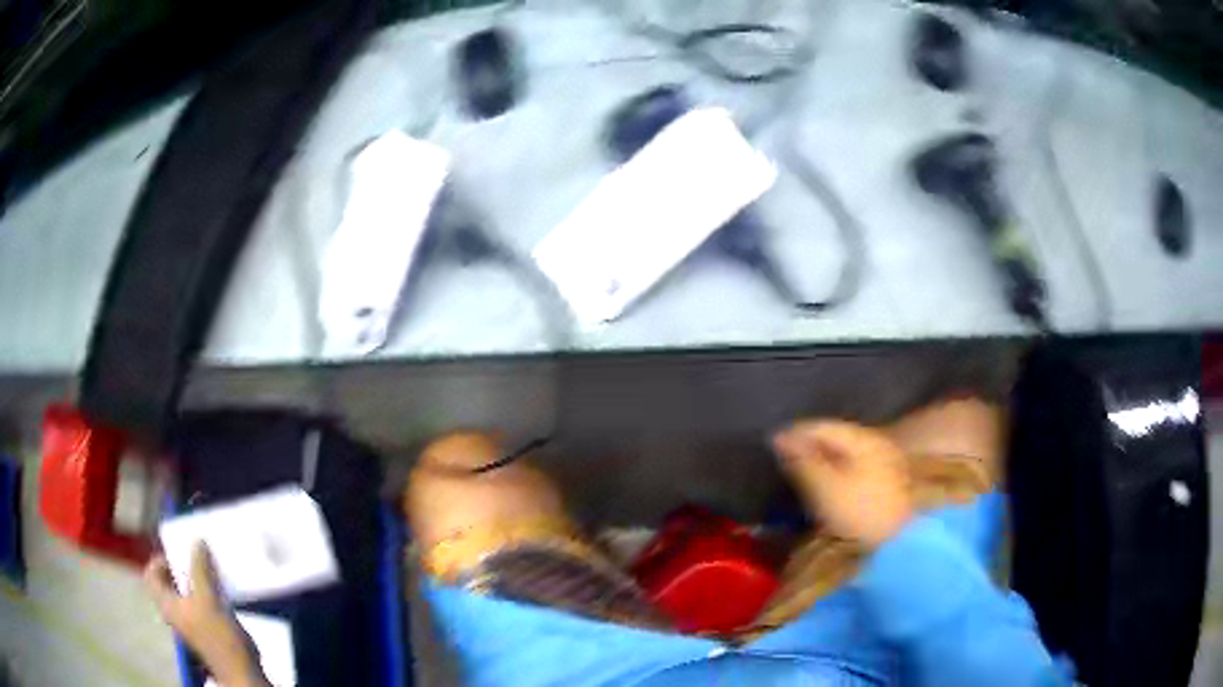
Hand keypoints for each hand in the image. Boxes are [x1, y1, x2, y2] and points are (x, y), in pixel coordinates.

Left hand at [144, 542, 268, 686]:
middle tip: (196, 558)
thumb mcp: (208, 598)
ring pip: (186, 592)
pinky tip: (222, 590)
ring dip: (196, 578)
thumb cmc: (218, 635)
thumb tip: (197, 541)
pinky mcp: (207, 629)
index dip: (160, 560)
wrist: (241, 670)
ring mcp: (191, 622)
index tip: (178, 554)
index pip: (151, 575)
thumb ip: (200, 569)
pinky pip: (201, 602)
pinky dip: (207, 592)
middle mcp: (175, 612)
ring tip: (211, 571)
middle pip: (169, 582)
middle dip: (181, 567)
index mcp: (167, 604)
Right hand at [773, 420, 913, 548]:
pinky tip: (823, 488)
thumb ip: (803, 461)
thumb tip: (781, 439)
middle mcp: (875, 444)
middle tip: (781, 461)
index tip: (770, 444)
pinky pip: (852, 470)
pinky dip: (833, 475)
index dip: (794, 433)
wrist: (902, 543)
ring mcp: (884, 464)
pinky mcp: (885, 485)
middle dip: (807, 447)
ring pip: (844, 455)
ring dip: (820, 462)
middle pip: (834, 439)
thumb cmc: (862, 512)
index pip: (822, 426)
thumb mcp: (826, 487)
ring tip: (798, 475)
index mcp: (862, 439)